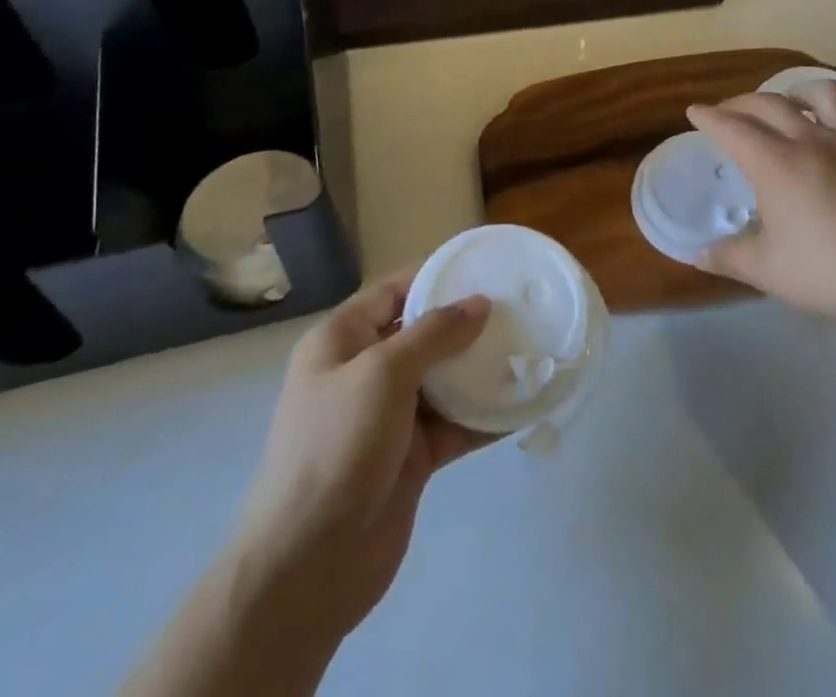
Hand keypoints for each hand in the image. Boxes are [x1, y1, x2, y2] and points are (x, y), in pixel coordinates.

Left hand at [239, 270, 492, 647]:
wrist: (307, 567)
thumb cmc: (336, 447)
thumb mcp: (382, 374)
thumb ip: (434, 334)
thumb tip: (479, 303)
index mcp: (342, 341)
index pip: (393, 291)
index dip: (436, 276)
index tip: (485, 267)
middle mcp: (364, 372)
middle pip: (423, 333)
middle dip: (467, 322)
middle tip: (518, 308)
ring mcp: (388, 417)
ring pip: (443, 379)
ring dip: (481, 369)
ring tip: (529, 348)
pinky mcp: (411, 457)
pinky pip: (454, 424)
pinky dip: (484, 415)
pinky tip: (522, 402)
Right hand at [688, 84, 835, 335]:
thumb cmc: (829, 273)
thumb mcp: (768, 270)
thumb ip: (728, 257)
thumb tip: (696, 255)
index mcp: (776, 163)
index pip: (733, 128)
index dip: (709, 117)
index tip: (694, 111)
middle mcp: (810, 139)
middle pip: (768, 103)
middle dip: (740, 102)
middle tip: (727, 113)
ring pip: (821, 93)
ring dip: (796, 92)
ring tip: (788, 105)